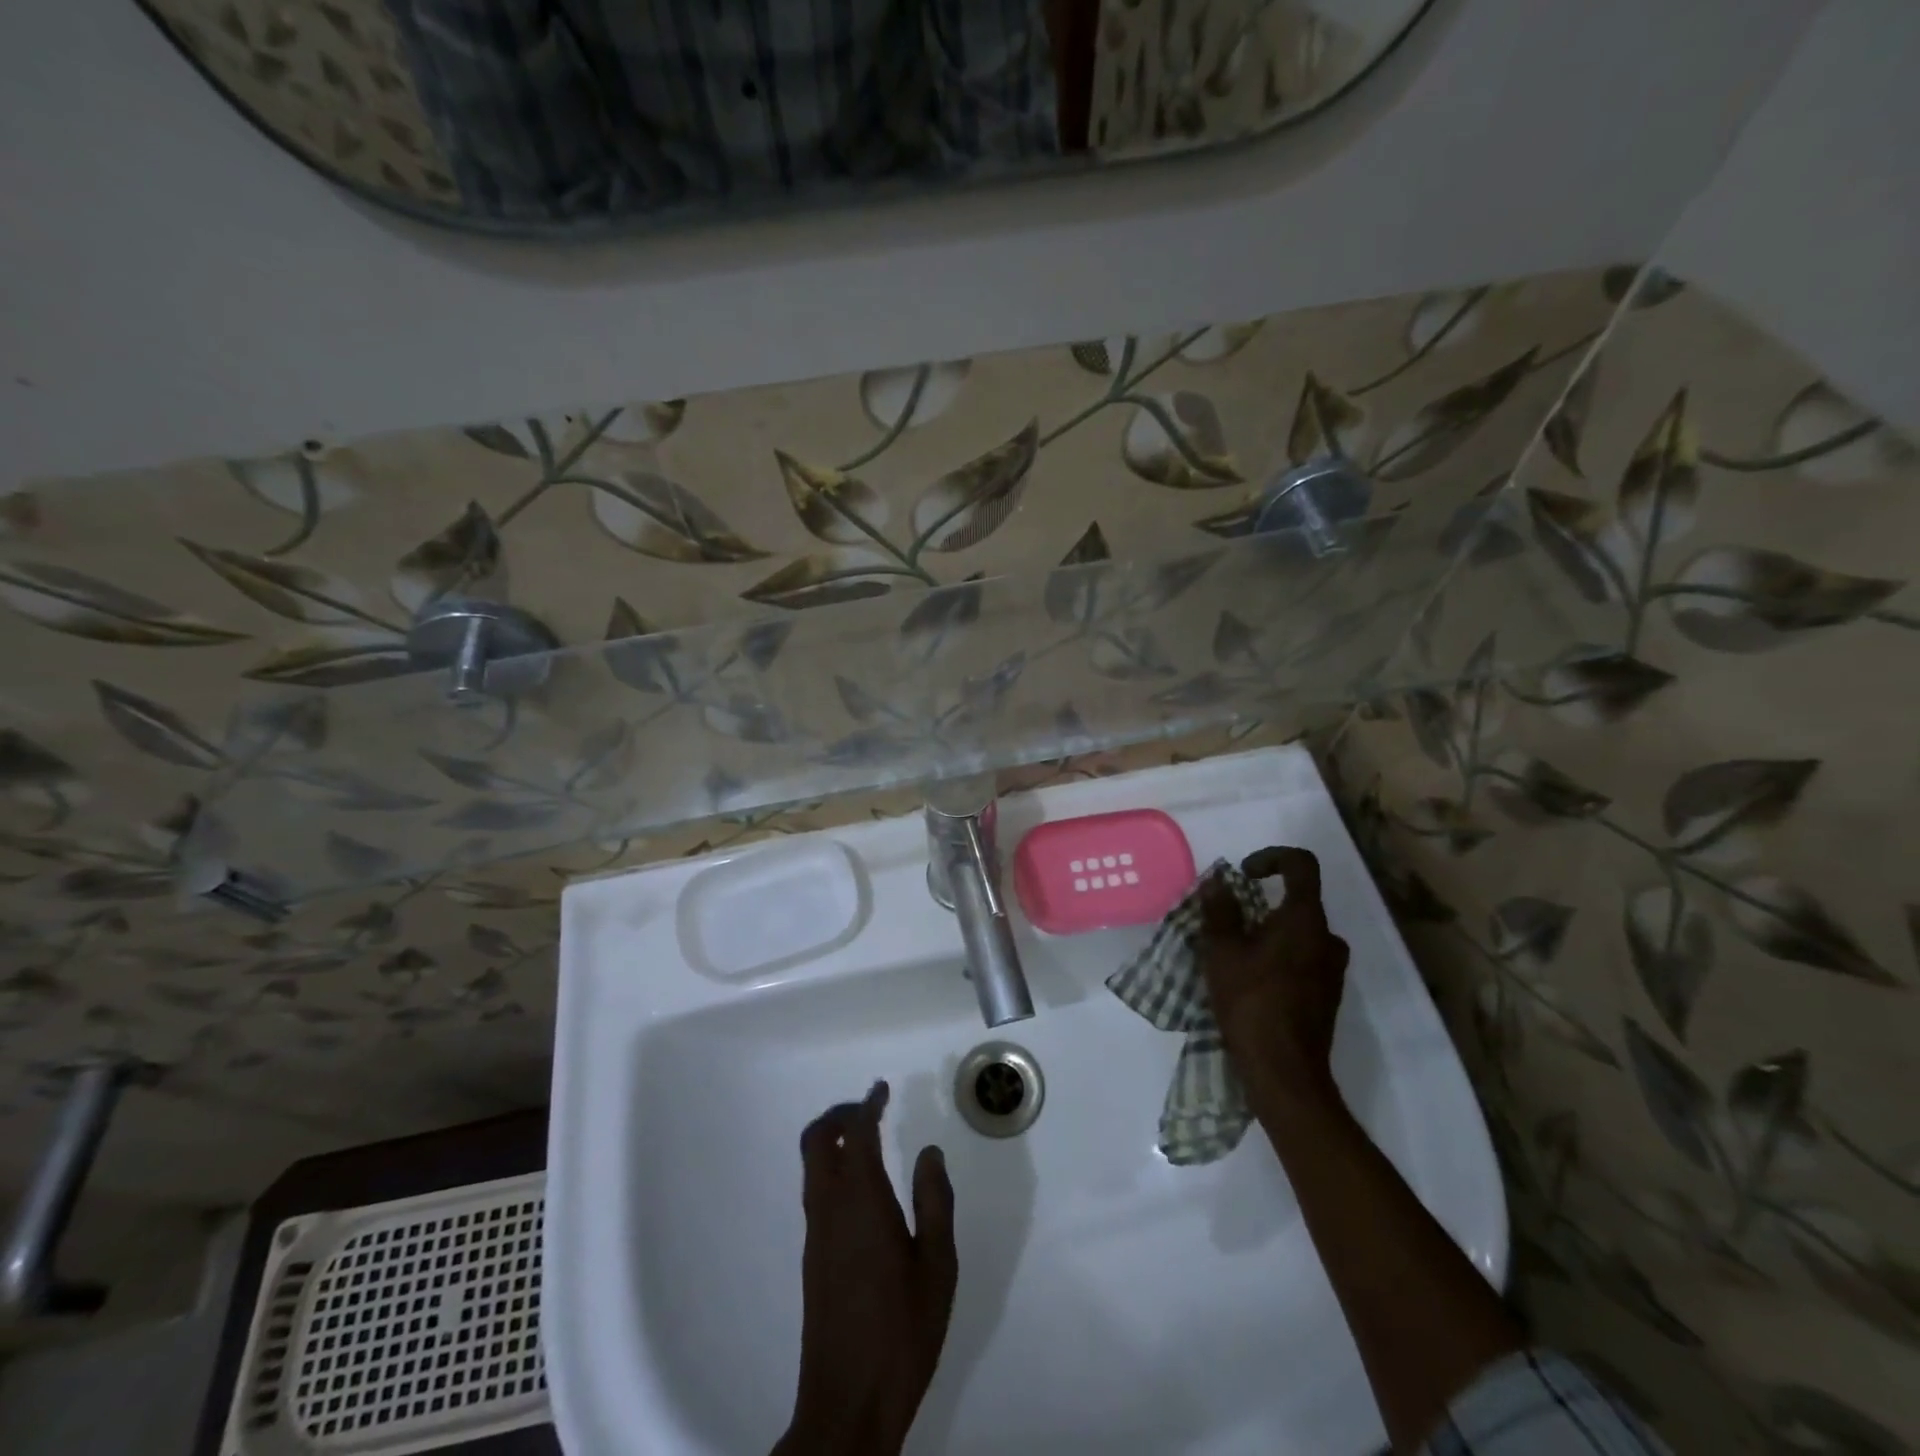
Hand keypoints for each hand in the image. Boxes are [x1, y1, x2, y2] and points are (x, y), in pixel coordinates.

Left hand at [775, 1082, 957, 1455]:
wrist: (848, 1402)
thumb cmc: (902, 1330)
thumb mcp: (938, 1265)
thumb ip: (935, 1201)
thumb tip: (929, 1152)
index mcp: (861, 1201)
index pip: (856, 1134)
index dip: (867, 1105)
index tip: (881, 1089)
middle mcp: (829, 1208)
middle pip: (816, 1140)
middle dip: (839, 1115)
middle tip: (870, 1110)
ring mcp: (816, 1234)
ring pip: (811, 1166)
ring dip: (832, 1140)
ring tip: (868, 1140)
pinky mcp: (813, 1258)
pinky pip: (815, 1191)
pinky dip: (832, 1168)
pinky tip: (862, 1188)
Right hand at [1196, 847, 1350, 1117]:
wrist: (1285, 1072)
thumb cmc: (1251, 1002)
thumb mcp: (1222, 952)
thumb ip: (1220, 911)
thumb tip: (1218, 882)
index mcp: (1305, 920)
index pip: (1301, 865)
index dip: (1271, 858)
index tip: (1244, 875)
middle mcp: (1327, 938)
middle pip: (1298, 902)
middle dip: (1262, 904)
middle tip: (1229, 923)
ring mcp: (1332, 970)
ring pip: (1299, 934)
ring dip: (1270, 933)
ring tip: (1235, 954)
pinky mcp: (1327, 996)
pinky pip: (1303, 959)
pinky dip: (1279, 957)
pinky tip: (1251, 981)